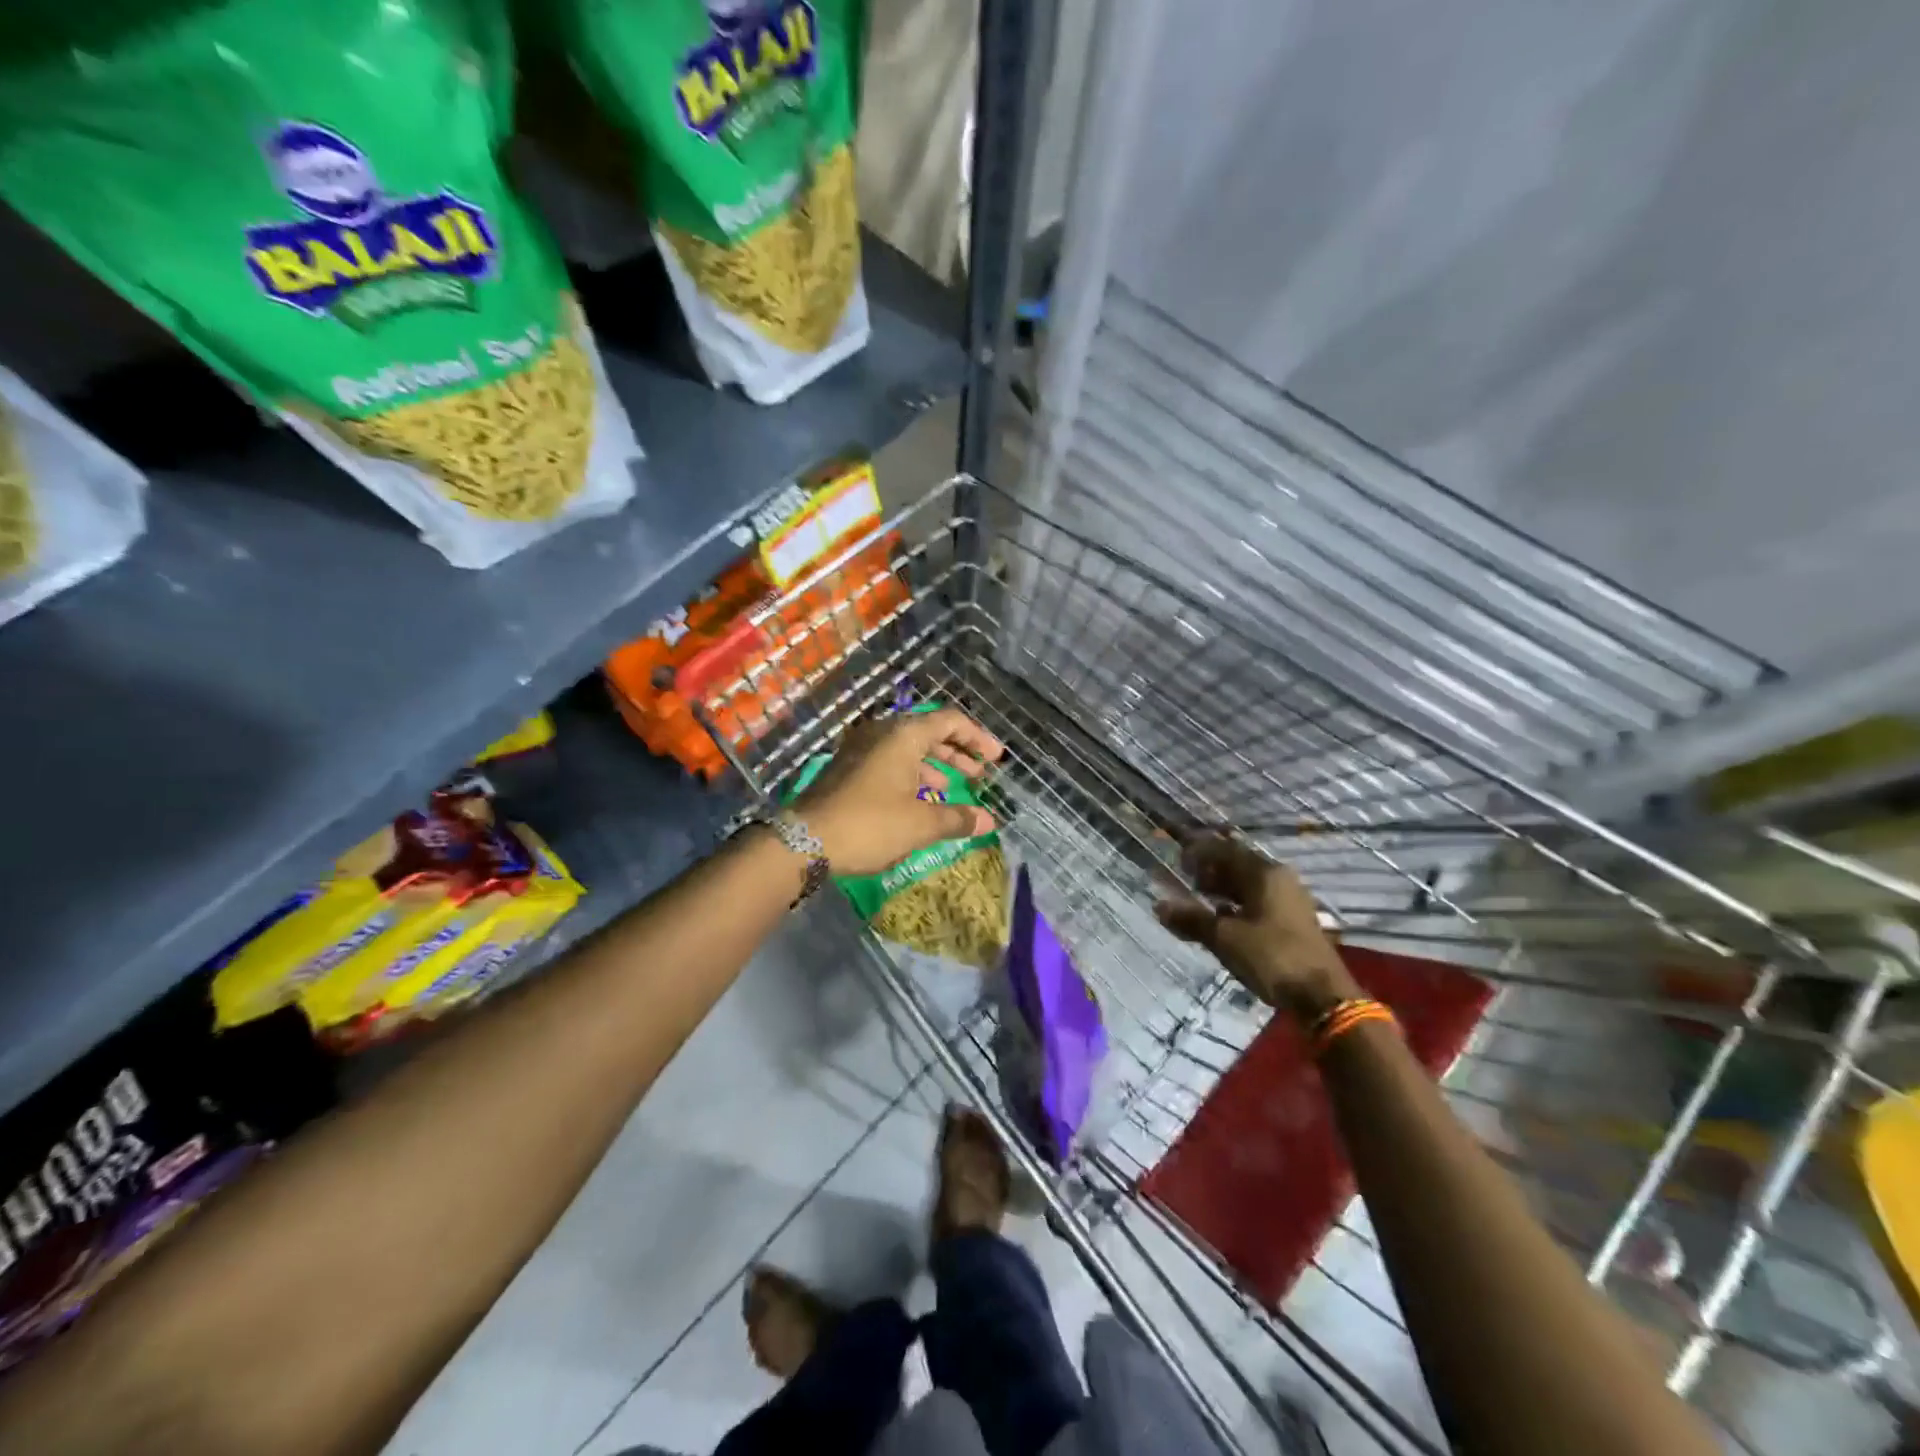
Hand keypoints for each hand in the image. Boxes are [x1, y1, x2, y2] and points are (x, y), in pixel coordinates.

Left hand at [792, 707, 1005, 875]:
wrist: (804, 841)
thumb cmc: (870, 824)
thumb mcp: (921, 824)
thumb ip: (957, 818)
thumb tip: (988, 821)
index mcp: (903, 735)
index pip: (950, 721)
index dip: (978, 738)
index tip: (996, 759)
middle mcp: (882, 733)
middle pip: (929, 733)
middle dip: (957, 753)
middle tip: (979, 774)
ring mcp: (861, 750)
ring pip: (908, 749)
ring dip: (934, 766)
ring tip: (952, 790)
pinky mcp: (848, 769)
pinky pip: (889, 763)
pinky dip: (911, 775)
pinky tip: (919, 800)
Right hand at [1155, 835, 1358, 1019]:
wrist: (1322, 996)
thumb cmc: (1271, 957)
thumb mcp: (1225, 938)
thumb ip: (1192, 919)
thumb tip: (1159, 906)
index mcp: (1264, 874)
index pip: (1225, 850)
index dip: (1200, 852)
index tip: (1178, 861)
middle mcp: (1279, 880)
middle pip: (1239, 865)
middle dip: (1211, 870)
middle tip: (1187, 880)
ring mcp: (1290, 901)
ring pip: (1250, 885)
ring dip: (1224, 888)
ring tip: (1201, 899)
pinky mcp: (1293, 921)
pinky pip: (1259, 902)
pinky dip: (1238, 904)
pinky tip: (1224, 920)